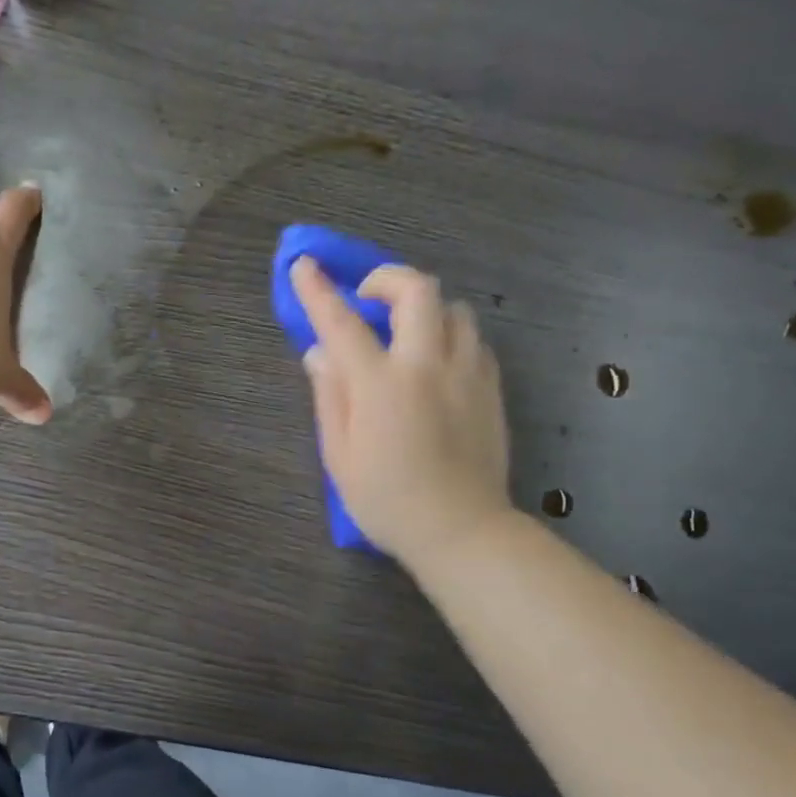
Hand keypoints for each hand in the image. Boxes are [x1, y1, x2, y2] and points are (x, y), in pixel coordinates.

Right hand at [289, 256, 512, 563]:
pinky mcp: (491, 388)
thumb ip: (329, 396)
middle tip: (368, 298)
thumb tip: (320, 354)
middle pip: (416, 290)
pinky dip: (451, 335)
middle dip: (387, 278)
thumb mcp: (339, 456)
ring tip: (406, 332)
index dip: (318, 290)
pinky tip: (438, 361)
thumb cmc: (387, 501)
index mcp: (379, 385)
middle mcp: (426, 366)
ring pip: (454, 308)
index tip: (304, 265)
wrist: (462, 531)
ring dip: (424, 308)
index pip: (342, 322)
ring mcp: (466, 373)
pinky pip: (474, 340)